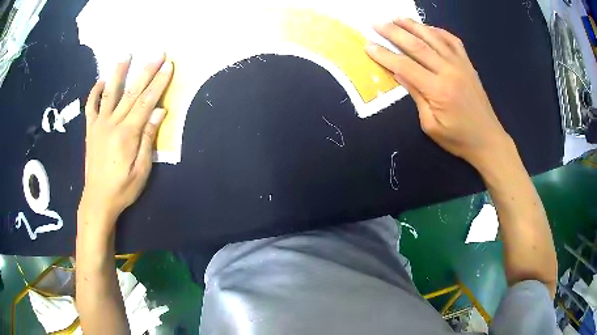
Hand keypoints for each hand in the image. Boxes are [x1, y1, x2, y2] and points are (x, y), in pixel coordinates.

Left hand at [79, 53, 172, 229]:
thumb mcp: (141, 170)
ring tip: (126, 55)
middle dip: (146, 71)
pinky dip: (94, 93)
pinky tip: (100, 81)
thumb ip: (148, 139)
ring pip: (110, 93)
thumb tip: (159, 112)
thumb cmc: (122, 189)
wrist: (97, 200)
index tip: (168, 65)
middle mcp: (112, 124)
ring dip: (118, 73)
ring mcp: (98, 125)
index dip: (159, 82)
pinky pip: (90, 107)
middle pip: (132, 92)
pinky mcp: (90, 130)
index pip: (147, 102)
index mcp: (127, 134)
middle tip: (157, 53)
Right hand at [366, 18, 513, 168]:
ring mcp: (461, 64)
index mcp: (438, 90)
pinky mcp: (468, 64)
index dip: (385, 55)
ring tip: (396, 17)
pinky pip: (453, 40)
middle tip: (376, 23)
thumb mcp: (431, 125)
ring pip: (434, 38)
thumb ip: (416, 96)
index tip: (368, 45)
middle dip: (394, 32)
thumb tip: (399, 73)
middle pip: (417, 45)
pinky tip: (427, 27)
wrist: (488, 140)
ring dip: (413, 25)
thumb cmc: (458, 139)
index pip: (405, 66)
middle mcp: (449, 71)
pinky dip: (438, 31)